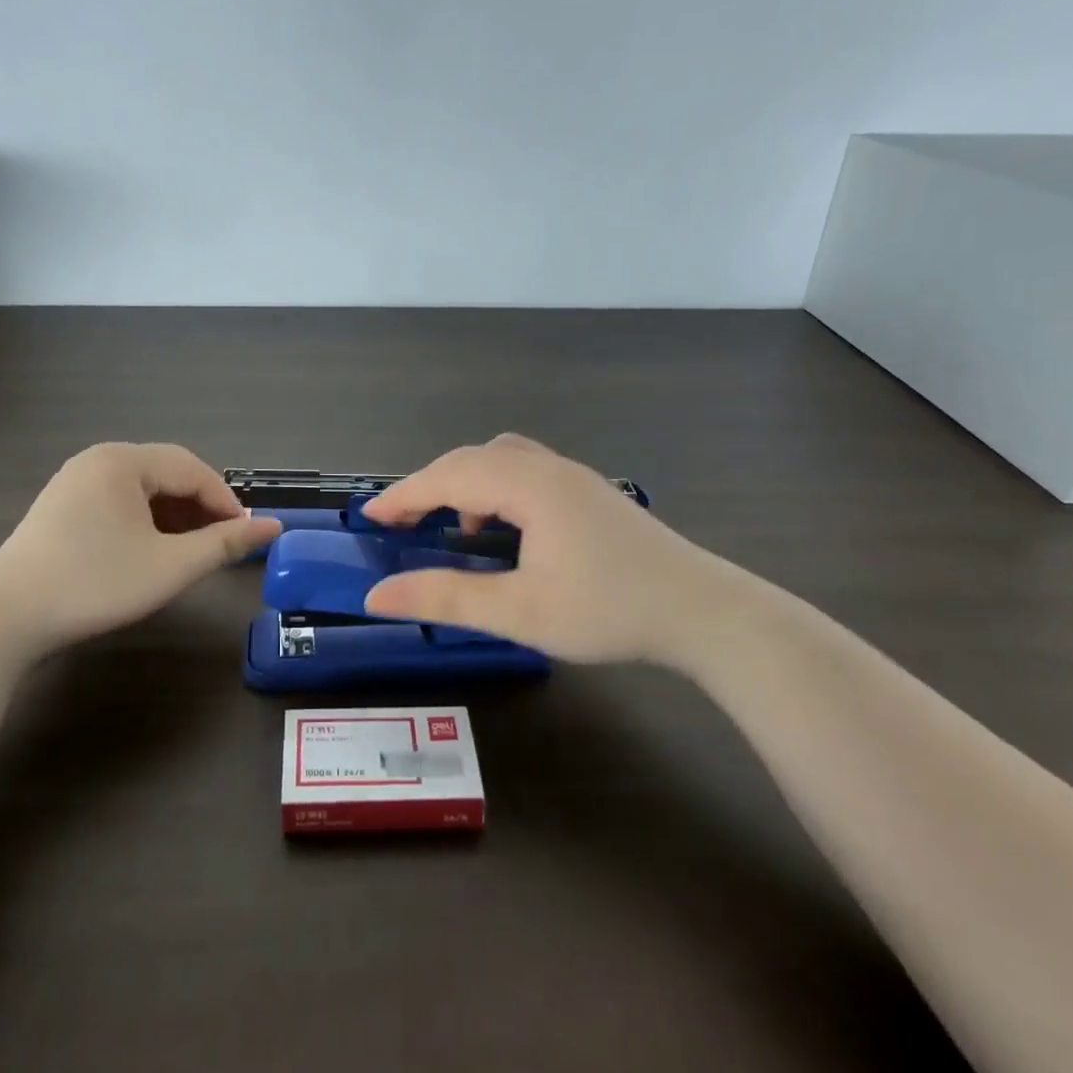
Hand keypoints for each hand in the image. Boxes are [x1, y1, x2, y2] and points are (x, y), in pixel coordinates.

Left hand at [0, 442, 280, 649]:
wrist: (3, 620)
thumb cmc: (95, 583)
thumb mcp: (170, 566)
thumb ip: (224, 543)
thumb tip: (273, 526)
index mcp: (123, 461)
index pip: (192, 470)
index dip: (226, 502)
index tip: (246, 536)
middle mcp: (98, 460)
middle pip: (167, 475)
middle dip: (200, 509)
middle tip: (222, 545)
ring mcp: (74, 483)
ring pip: (143, 491)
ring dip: (174, 517)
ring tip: (191, 552)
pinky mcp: (60, 508)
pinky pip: (118, 504)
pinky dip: (145, 523)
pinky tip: (151, 552)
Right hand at [360, 434, 792, 671]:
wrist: (704, 613)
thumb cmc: (608, 611)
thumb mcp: (519, 612)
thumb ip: (445, 598)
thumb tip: (377, 596)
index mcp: (528, 486)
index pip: (447, 477)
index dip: (403, 495)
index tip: (368, 517)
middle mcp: (548, 467)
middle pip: (471, 459)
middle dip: (429, 485)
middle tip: (399, 522)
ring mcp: (574, 476)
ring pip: (500, 459)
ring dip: (465, 483)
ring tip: (454, 527)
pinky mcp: (590, 492)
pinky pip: (525, 471)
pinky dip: (496, 488)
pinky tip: (506, 531)